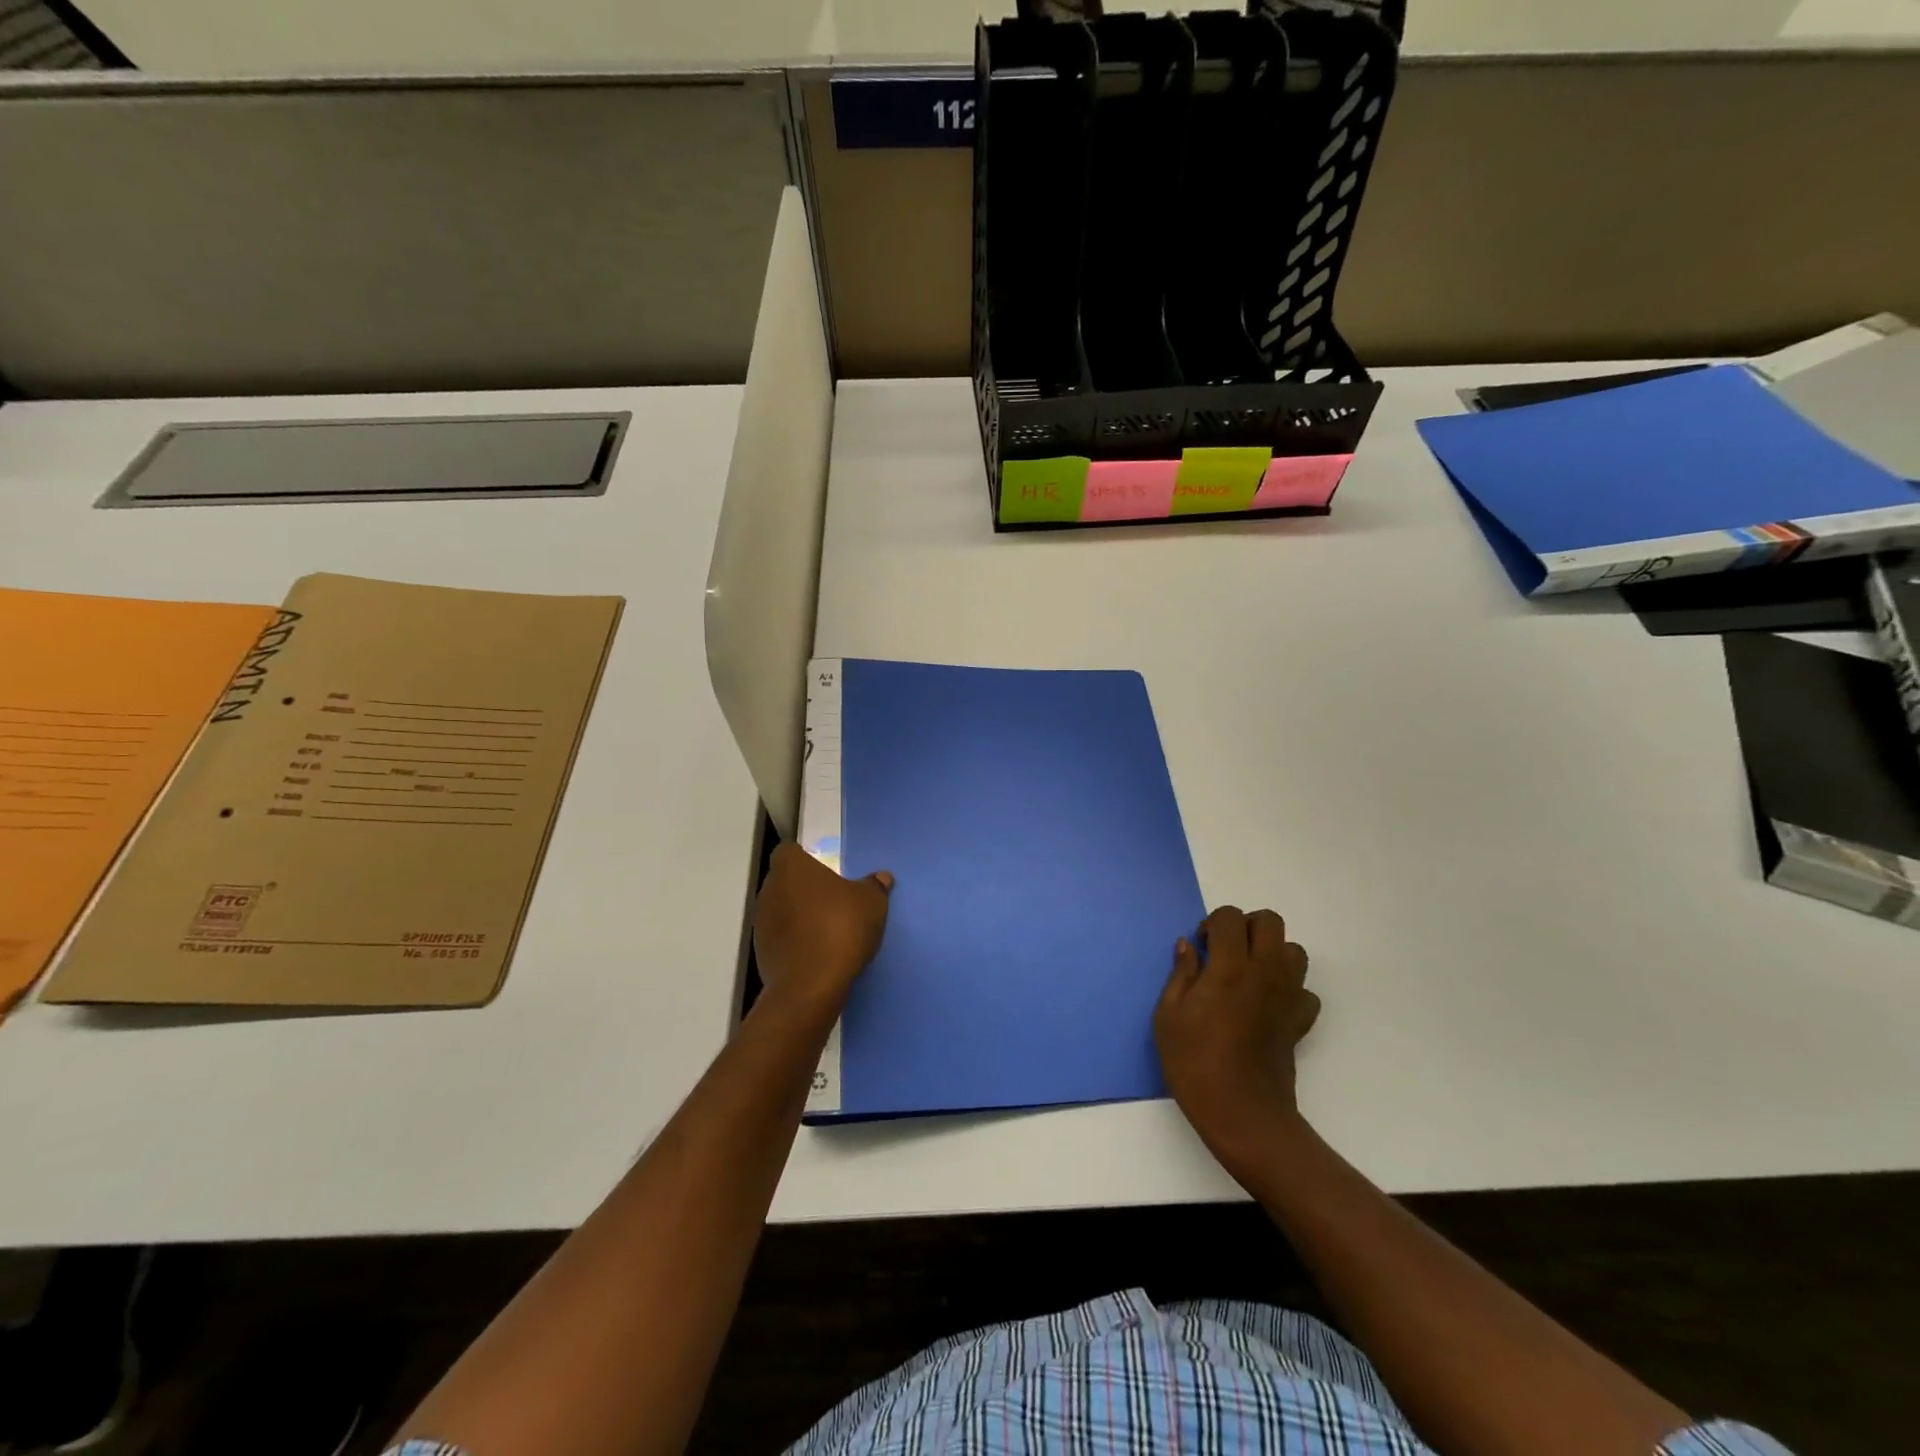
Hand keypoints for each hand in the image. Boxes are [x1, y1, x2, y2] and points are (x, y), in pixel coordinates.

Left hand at [752, 843, 892, 1016]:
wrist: (811, 985)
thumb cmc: (840, 928)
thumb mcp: (871, 903)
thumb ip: (874, 886)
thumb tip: (881, 877)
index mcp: (791, 867)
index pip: (789, 851)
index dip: (806, 858)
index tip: (826, 871)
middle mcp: (769, 889)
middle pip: (785, 880)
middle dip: (805, 888)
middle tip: (832, 900)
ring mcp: (761, 922)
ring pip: (781, 909)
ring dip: (799, 915)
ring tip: (826, 928)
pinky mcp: (761, 951)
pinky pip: (781, 936)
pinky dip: (795, 940)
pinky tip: (817, 951)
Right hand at [1154, 906, 1320, 1183]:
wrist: (1242, 1113)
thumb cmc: (1195, 1062)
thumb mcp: (1168, 1016)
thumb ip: (1180, 974)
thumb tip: (1187, 946)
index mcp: (1229, 966)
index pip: (1230, 917)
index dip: (1212, 923)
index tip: (1201, 945)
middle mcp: (1264, 972)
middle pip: (1270, 922)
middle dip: (1246, 926)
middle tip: (1225, 950)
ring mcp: (1287, 996)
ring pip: (1294, 951)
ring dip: (1272, 953)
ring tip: (1248, 974)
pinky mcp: (1300, 1021)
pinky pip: (1304, 991)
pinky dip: (1289, 989)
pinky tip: (1267, 1005)